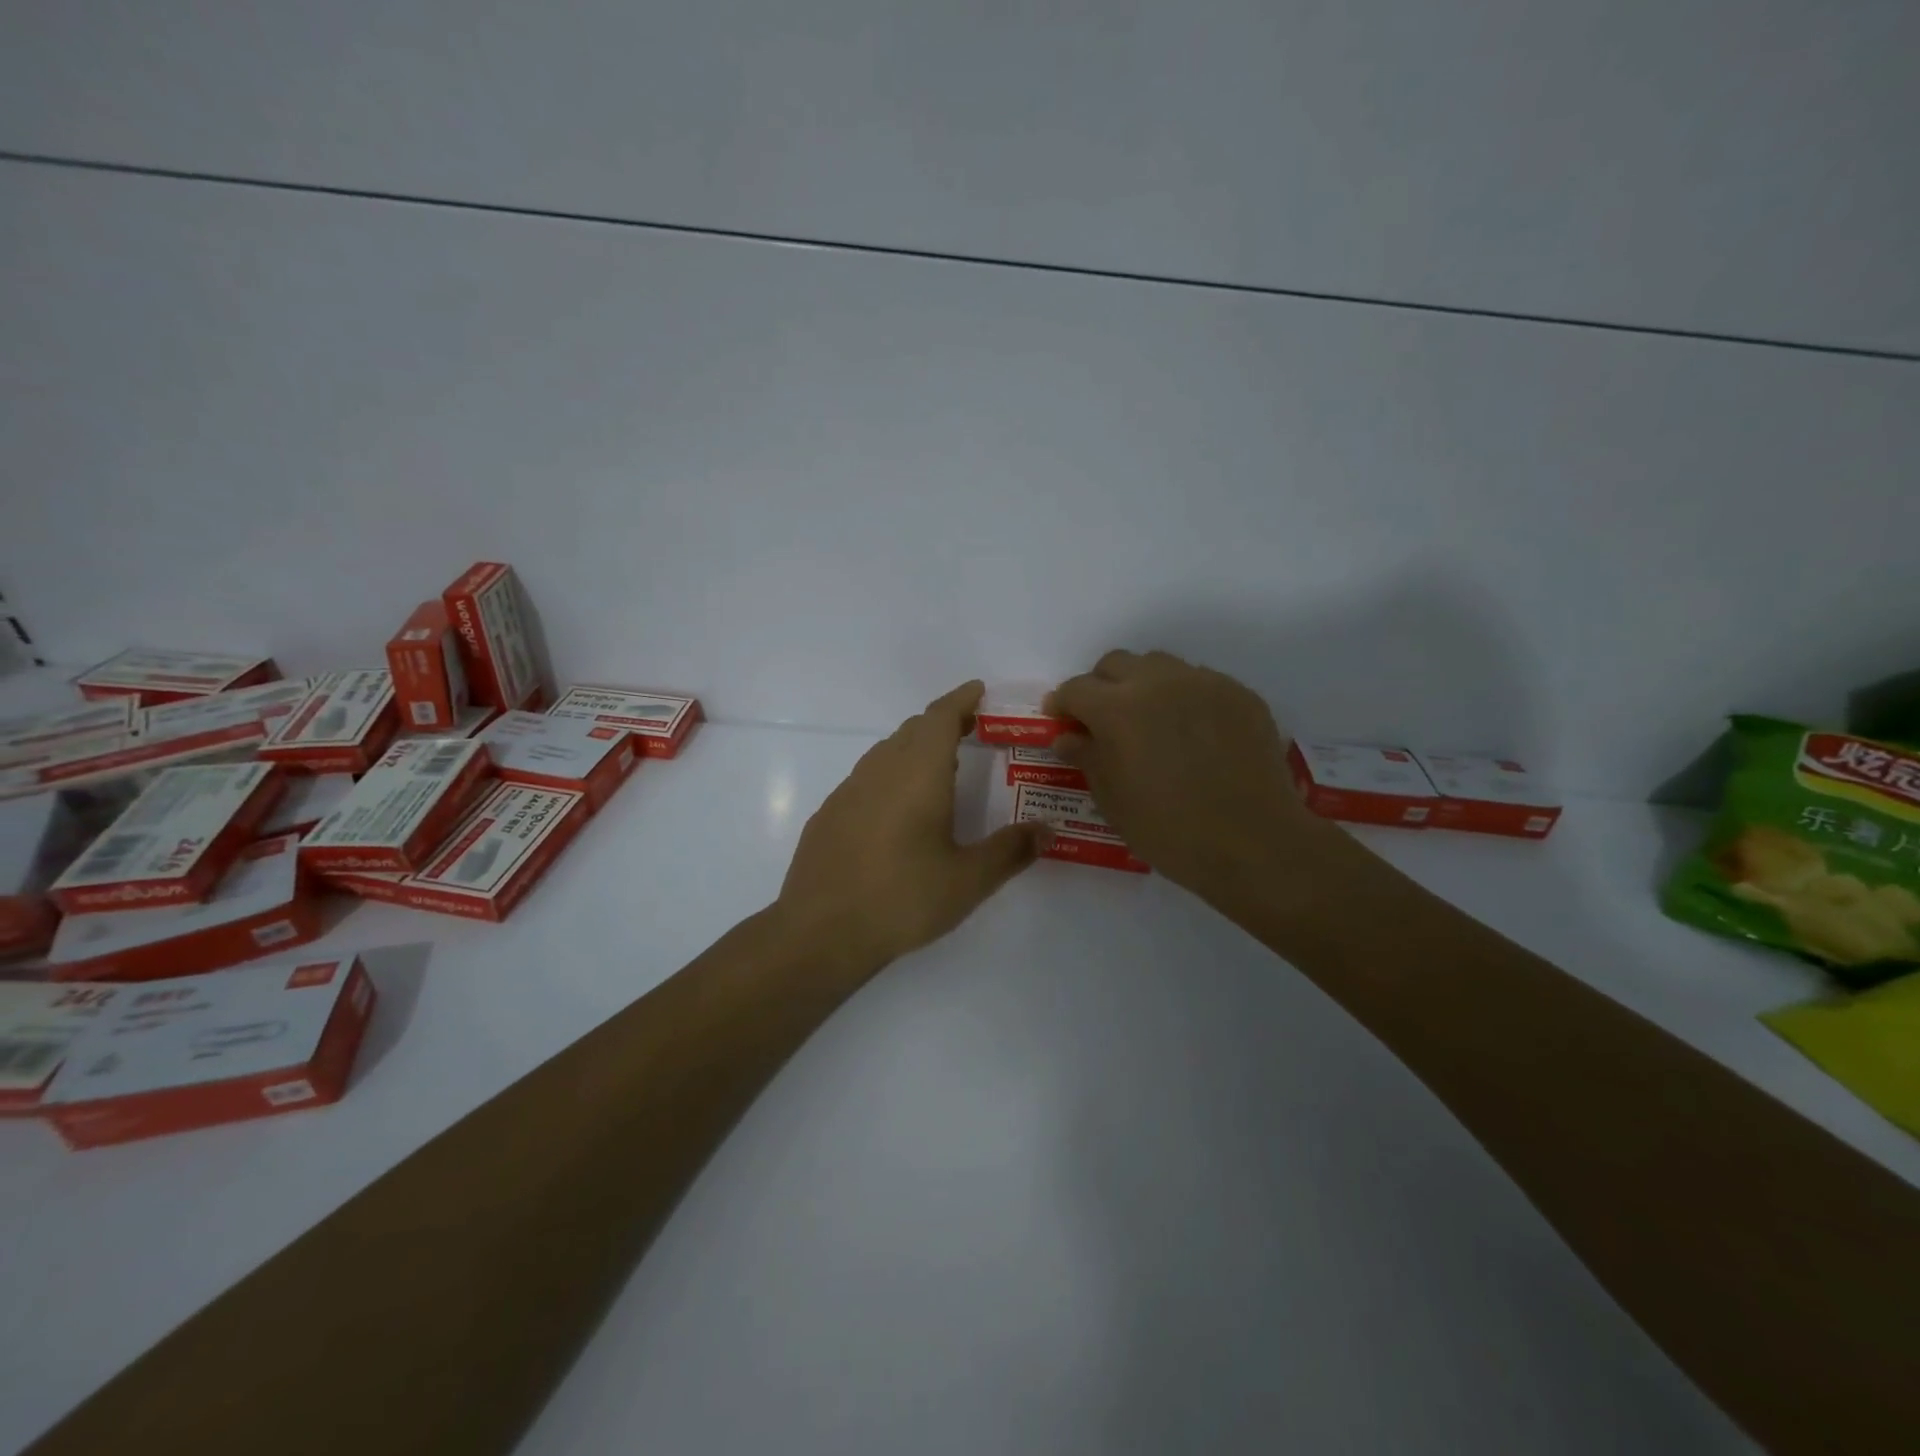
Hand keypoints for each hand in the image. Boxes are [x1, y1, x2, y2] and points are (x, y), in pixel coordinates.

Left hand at [778, 681, 1044, 975]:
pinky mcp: (829, 814)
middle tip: (971, 728)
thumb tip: (1047, 830)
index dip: (961, 699)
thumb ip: (1011, 850)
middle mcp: (880, 770)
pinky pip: (867, 777)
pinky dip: (891, 774)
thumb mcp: (968, 880)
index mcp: (917, 773)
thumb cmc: (902, 899)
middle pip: (913, 730)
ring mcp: (848, 791)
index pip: (940, 718)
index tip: (978, 689)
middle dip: (943, 722)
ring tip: (940, 766)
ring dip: (915, 747)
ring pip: (887, 752)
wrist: (820, 932)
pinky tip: (898, 808)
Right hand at [1048, 650, 1330, 899]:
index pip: (1076, 689)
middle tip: (1103, 721)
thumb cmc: (1169, 830)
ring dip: (1143, 686)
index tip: (1062, 723)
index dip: (1062, 705)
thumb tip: (1068, 737)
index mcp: (1118, 708)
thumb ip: (1087, 758)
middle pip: (1116, 664)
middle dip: (1101, 687)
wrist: (1253, 843)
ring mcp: (1204, 683)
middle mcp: (1159, 682)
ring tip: (1150, 722)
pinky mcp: (1240, 695)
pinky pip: (1201, 682)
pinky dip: (1184, 699)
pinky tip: (1192, 735)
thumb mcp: (1113, 800)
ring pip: (1160, 665)